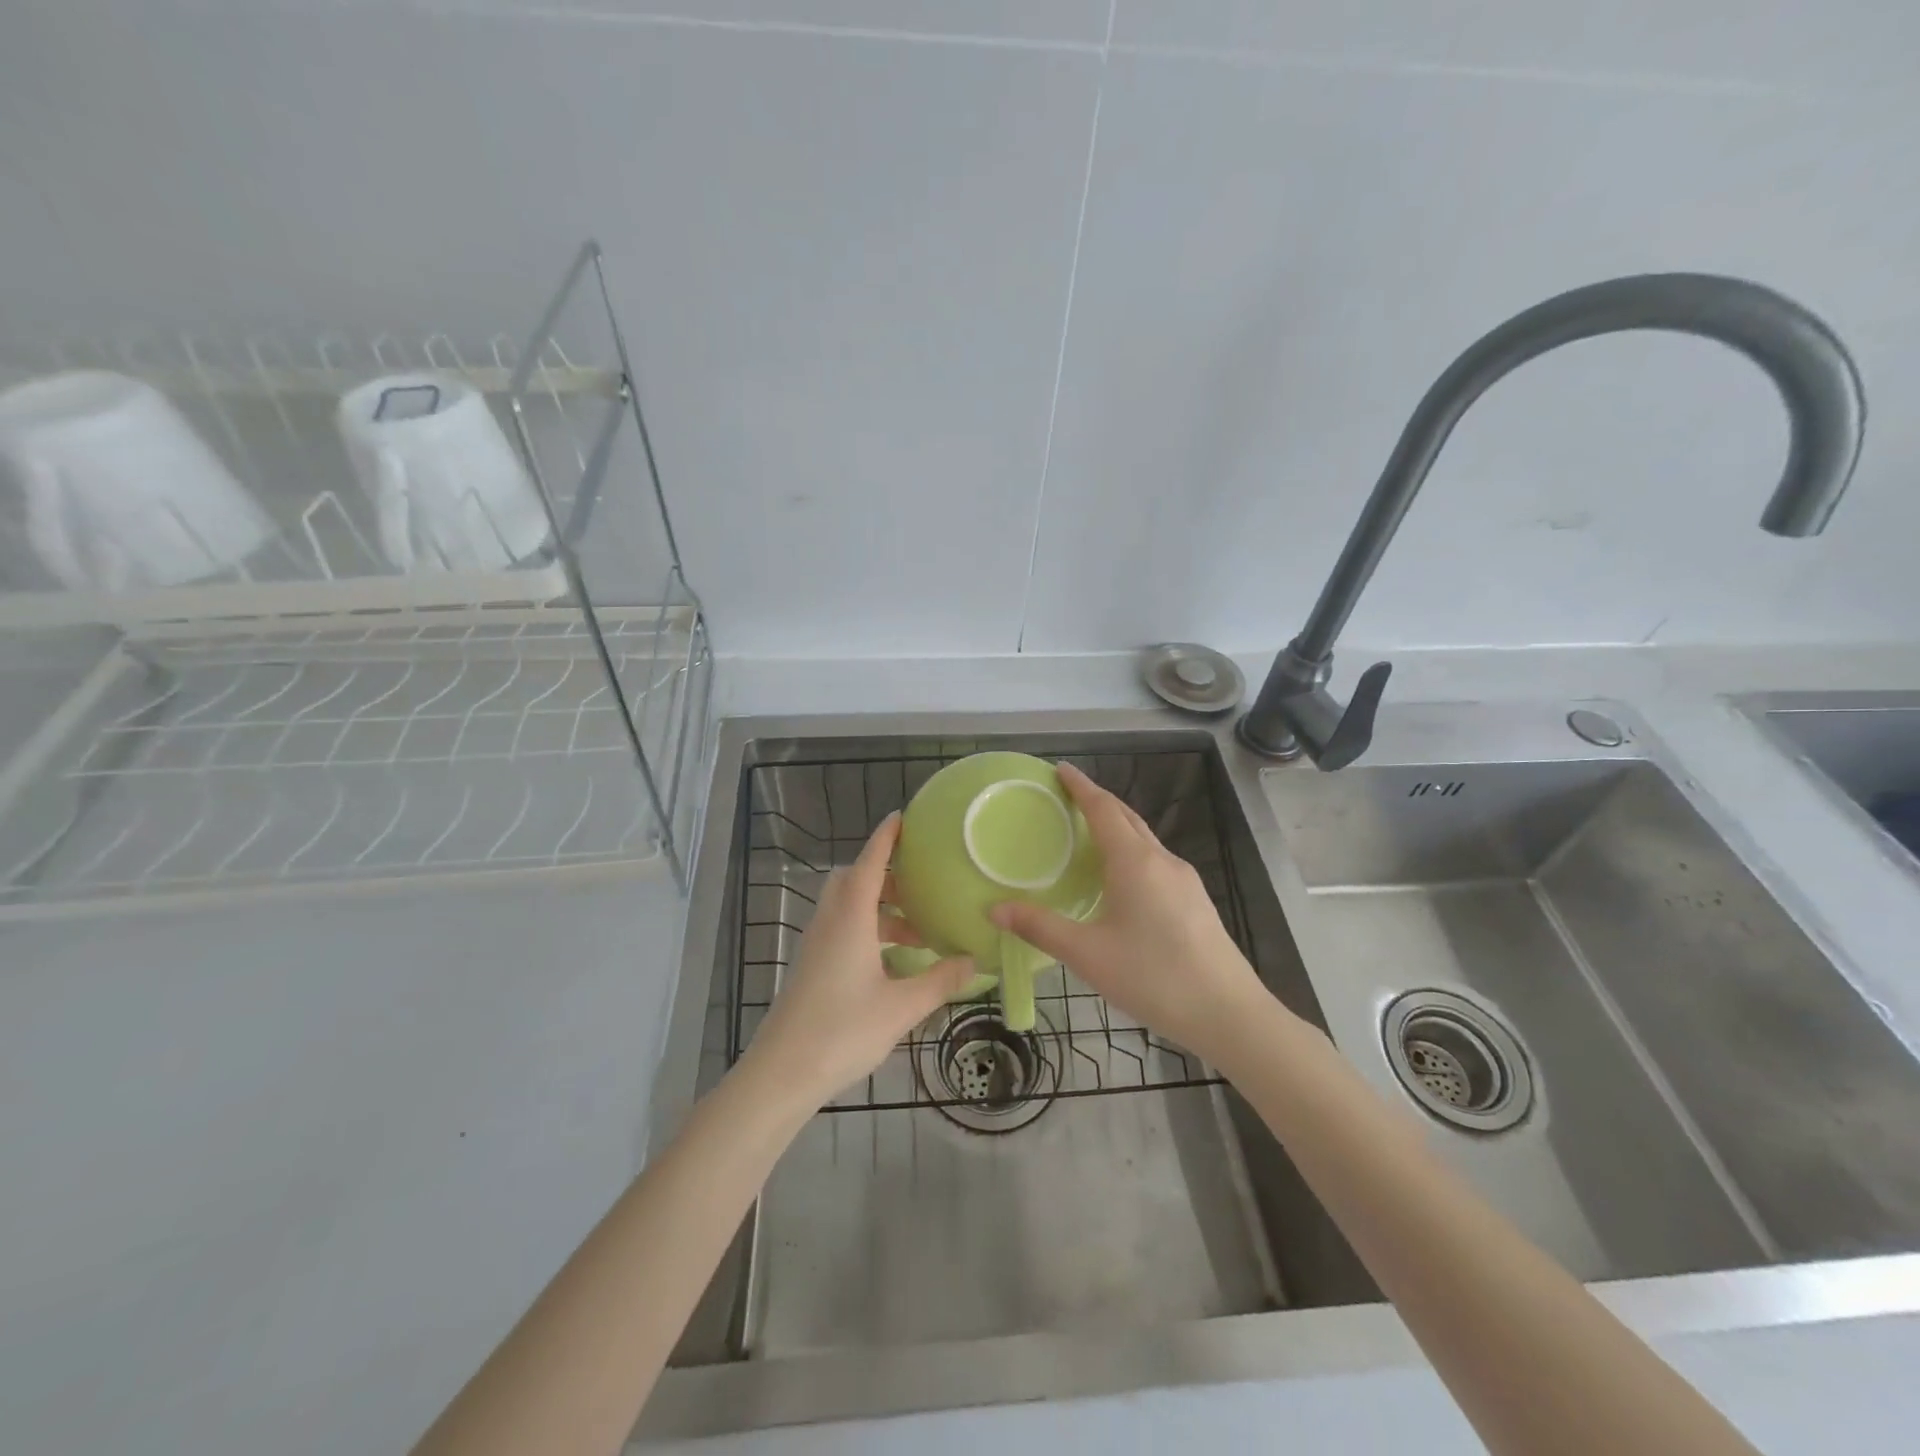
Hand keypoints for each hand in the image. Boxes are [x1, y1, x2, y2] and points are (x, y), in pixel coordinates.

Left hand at [745, 813, 974, 1109]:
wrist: (782, 1073)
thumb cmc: (843, 1031)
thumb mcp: (902, 1007)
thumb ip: (939, 981)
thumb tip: (973, 960)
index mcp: (850, 919)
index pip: (868, 864)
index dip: (884, 839)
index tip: (900, 817)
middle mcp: (830, 923)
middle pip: (853, 881)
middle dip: (884, 874)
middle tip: (918, 884)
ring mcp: (816, 946)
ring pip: (847, 907)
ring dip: (879, 907)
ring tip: (918, 929)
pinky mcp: (812, 967)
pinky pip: (842, 929)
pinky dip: (868, 930)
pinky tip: (893, 961)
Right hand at [990, 762, 1278, 1061]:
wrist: (1229, 1013)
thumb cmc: (1154, 977)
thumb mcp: (1088, 955)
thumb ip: (1040, 928)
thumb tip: (995, 909)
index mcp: (1135, 862)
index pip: (1103, 809)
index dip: (1081, 787)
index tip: (1061, 769)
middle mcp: (1162, 861)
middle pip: (1127, 817)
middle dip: (1098, 801)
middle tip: (1068, 797)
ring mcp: (1184, 880)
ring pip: (1144, 840)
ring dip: (1116, 827)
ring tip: (1088, 836)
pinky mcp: (1195, 901)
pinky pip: (1155, 861)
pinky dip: (1131, 853)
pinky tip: (1121, 880)